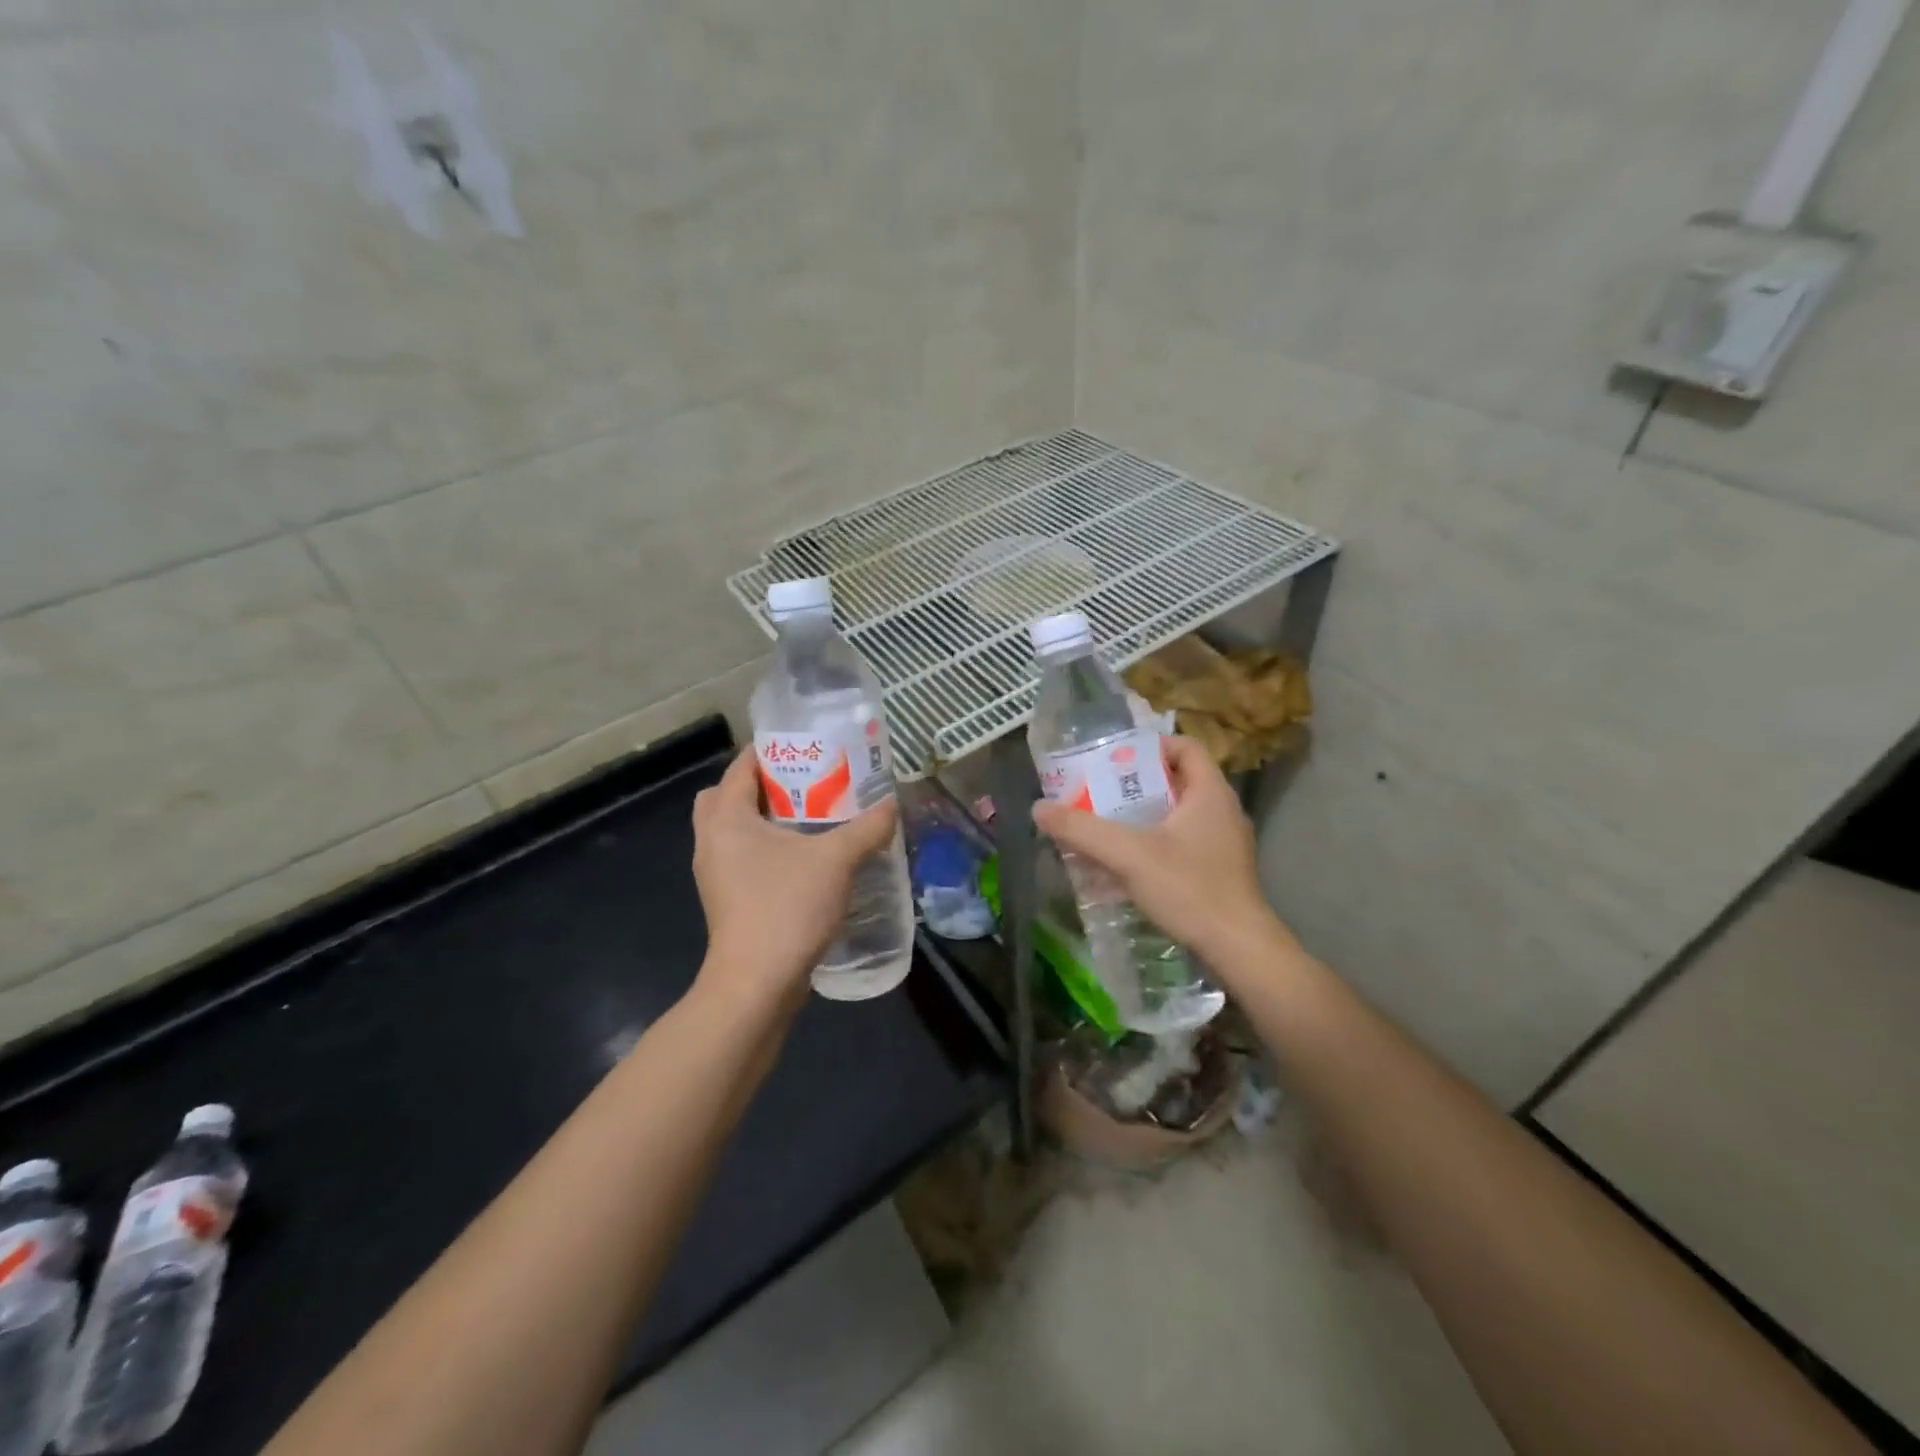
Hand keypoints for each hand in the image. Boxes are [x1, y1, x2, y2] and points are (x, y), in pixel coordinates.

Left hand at [692, 747, 899, 1005]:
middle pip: (728, 796)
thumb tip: (892, 804)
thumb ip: (867, 828)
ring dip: (765, 820)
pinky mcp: (726, 899)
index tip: (807, 746)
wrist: (756, 983)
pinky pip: (740, 857)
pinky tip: (803, 859)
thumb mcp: (836, 860)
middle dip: (762, 785)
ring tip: (809, 818)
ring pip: (733, 829)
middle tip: (803, 784)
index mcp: (727, 818)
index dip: (771, 750)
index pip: (741, 766)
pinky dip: (764, 849)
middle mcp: (711, 840)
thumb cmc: (787, 907)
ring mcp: (715, 873)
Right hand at [1032, 735, 1279, 966]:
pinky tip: (1127, 865)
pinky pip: (1183, 844)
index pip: (1184, 746)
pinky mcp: (1220, 872)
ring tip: (1106, 826)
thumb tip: (1038, 808)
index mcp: (1210, 792)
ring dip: (1143, 817)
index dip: (1150, 747)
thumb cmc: (1189, 888)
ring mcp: (1224, 844)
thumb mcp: (1128, 854)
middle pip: (1176, 781)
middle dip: (1136, 785)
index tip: (1114, 760)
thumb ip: (1082, 830)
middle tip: (1099, 792)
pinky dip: (1154, 845)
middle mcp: (1222, 811)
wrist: (1238, 949)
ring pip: (1178, 816)